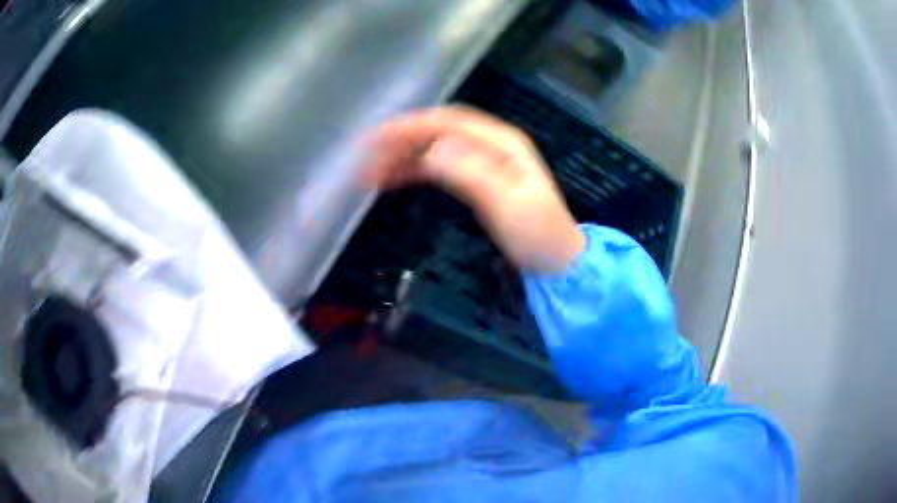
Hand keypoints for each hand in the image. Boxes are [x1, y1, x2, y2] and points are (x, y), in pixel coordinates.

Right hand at [364, 106, 584, 272]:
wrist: (557, 258)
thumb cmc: (538, 233)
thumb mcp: (507, 203)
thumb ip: (471, 174)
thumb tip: (431, 152)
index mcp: (501, 142)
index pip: (449, 122)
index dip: (412, 125)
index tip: (378, 137)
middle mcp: (491, 144)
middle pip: (438, 131)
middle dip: (401, 139)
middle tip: (366, 156)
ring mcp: (483, 160)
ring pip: (434, 147)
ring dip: (402, 154)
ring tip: (370, 170)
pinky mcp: (476, 179)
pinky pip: (438, 166)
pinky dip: (414, 169)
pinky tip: (392, 178)